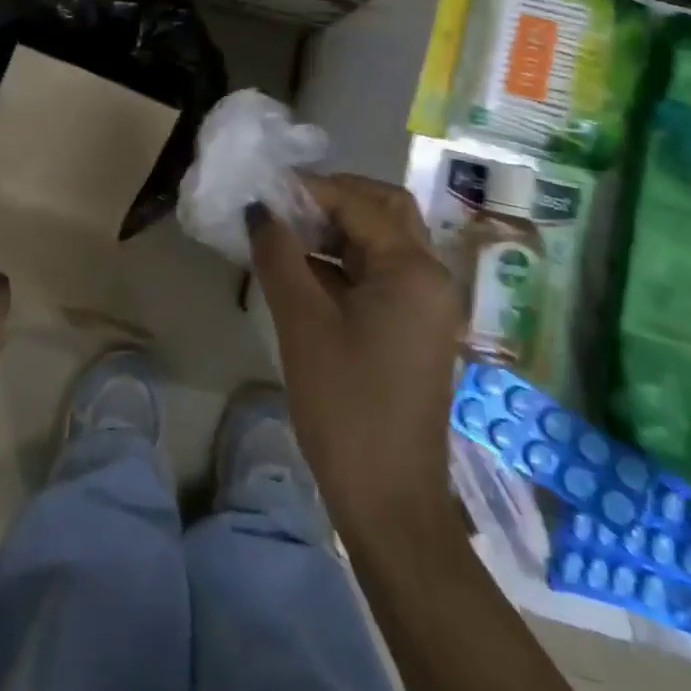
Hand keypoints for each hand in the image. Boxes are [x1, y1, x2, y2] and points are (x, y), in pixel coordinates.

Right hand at [248, 174, 463, 545]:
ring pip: (383, 242)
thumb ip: (279, 256)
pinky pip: (382, 275)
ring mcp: (427, 304)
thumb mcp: (302, 323)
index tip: (266, 189)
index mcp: (412, 269)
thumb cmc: (345, 404)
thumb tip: (260, 211)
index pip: (360, 204)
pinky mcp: (416, 328)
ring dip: (338, 231)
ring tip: (286, 233)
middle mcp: (430, 277)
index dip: (311, 189)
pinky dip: (346, 263)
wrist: (389, 501)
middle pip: (385, 211)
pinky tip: (305, 272)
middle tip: (286, 205)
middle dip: (335, 200)